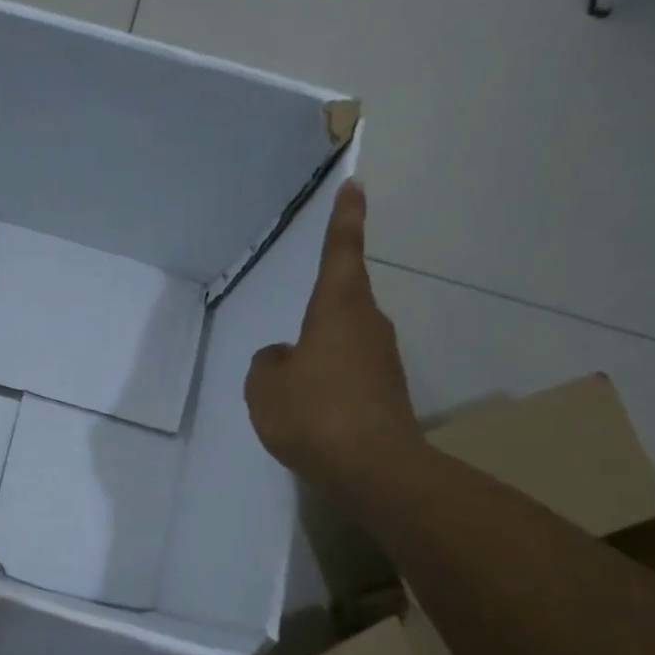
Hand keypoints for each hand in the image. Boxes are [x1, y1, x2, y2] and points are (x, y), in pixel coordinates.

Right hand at [244, 180, 419, 490]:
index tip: (355, 185)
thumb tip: (284, 358)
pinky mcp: (388, 391)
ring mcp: (383, 359)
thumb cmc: (314, 413)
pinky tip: (312, 410)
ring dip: (321, 351)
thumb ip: (269, 363)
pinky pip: (351, 372)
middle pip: (343, 300)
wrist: (374, 468)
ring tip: (293, 388)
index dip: (345, 219)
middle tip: (292, 339)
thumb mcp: (266, 386)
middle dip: (320, 308)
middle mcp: (368, 325)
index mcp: (337, 310)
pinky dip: (331, 382)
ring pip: (345, 339)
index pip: (341, 252)